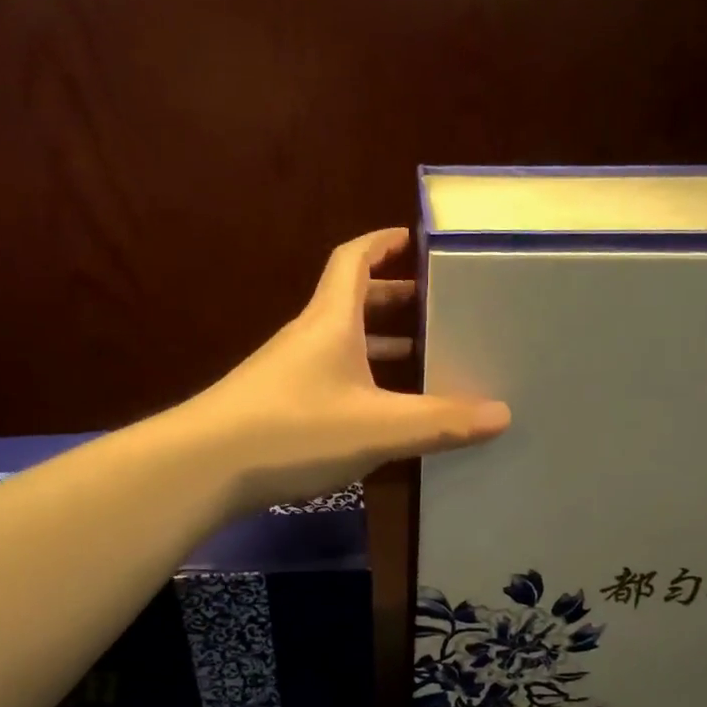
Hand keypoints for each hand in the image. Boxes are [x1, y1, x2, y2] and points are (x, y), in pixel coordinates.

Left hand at [185, 228, 510, 512]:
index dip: (382, 243)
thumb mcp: (377, 428)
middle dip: (392, 300)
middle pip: (350, 302)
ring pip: (340, 344)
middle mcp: (307, 338)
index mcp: (331, 321)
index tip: (414, 239)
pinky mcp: (275, 406)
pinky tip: (378, 413)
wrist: (203, 467)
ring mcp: (286, 372)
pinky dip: (359, 381)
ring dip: (377, 345)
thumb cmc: (294, 430)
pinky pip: (328, 378)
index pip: (353, 260)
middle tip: (435, 310)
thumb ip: (440, 422)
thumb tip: (502, 413)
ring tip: (419, 361)